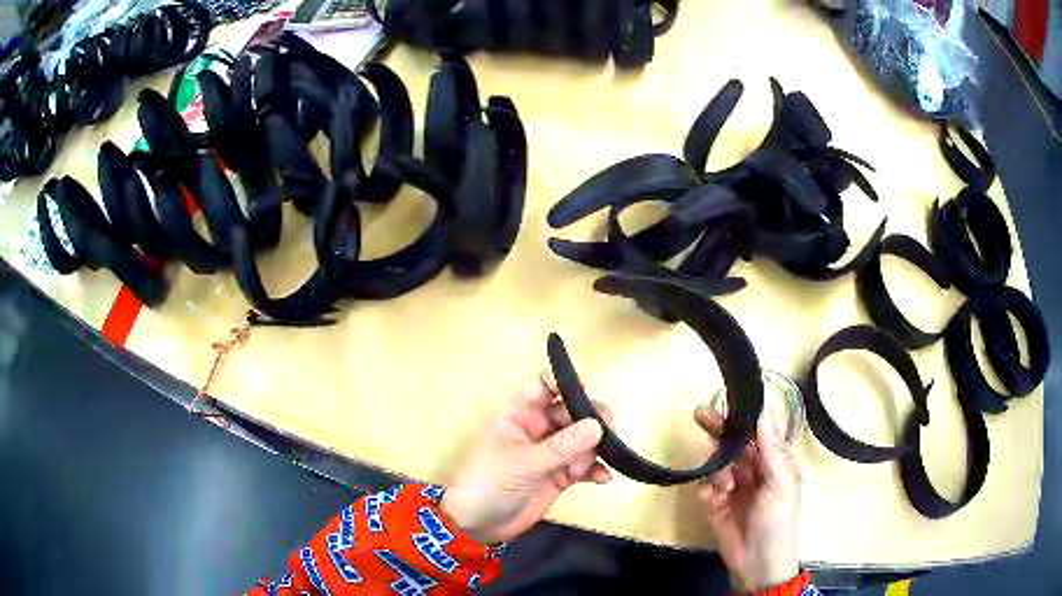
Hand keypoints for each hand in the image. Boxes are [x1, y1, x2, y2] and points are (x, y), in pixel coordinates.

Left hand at [440, 375, 611, 544]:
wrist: (478, 526)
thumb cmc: (489, 484)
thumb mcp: (523, 464)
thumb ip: (561, 447)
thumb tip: (598, 426)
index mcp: (519, 415)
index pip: (544, 386)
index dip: (565, 383)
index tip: (589, 390)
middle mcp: (537, 429)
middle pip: (571, 412)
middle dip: (591, 420)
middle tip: (608, 434)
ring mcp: (550, 454)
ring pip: (582, 439)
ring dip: (594, 448)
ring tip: (593, 466)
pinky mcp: (559, 476)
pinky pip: (584, 466)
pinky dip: (595, 470)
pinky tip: (603, 478)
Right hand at [695, 406, 801, 591]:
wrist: (757, 564)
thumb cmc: (777, 520)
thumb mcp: (780, 482)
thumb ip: (771, 447)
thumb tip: (763, 408)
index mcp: (774, 462)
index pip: (758, 432)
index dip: (744, 416)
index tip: (727, 400)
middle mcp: (754, 470)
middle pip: (734, 443)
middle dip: (719, 431)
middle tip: (699, 415)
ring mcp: (734, 487)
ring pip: (718, 463)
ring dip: (716, 470)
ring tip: (722, 487)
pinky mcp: (715, 504)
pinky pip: (706, 487)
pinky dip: (706, 489)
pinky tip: (711, 499)